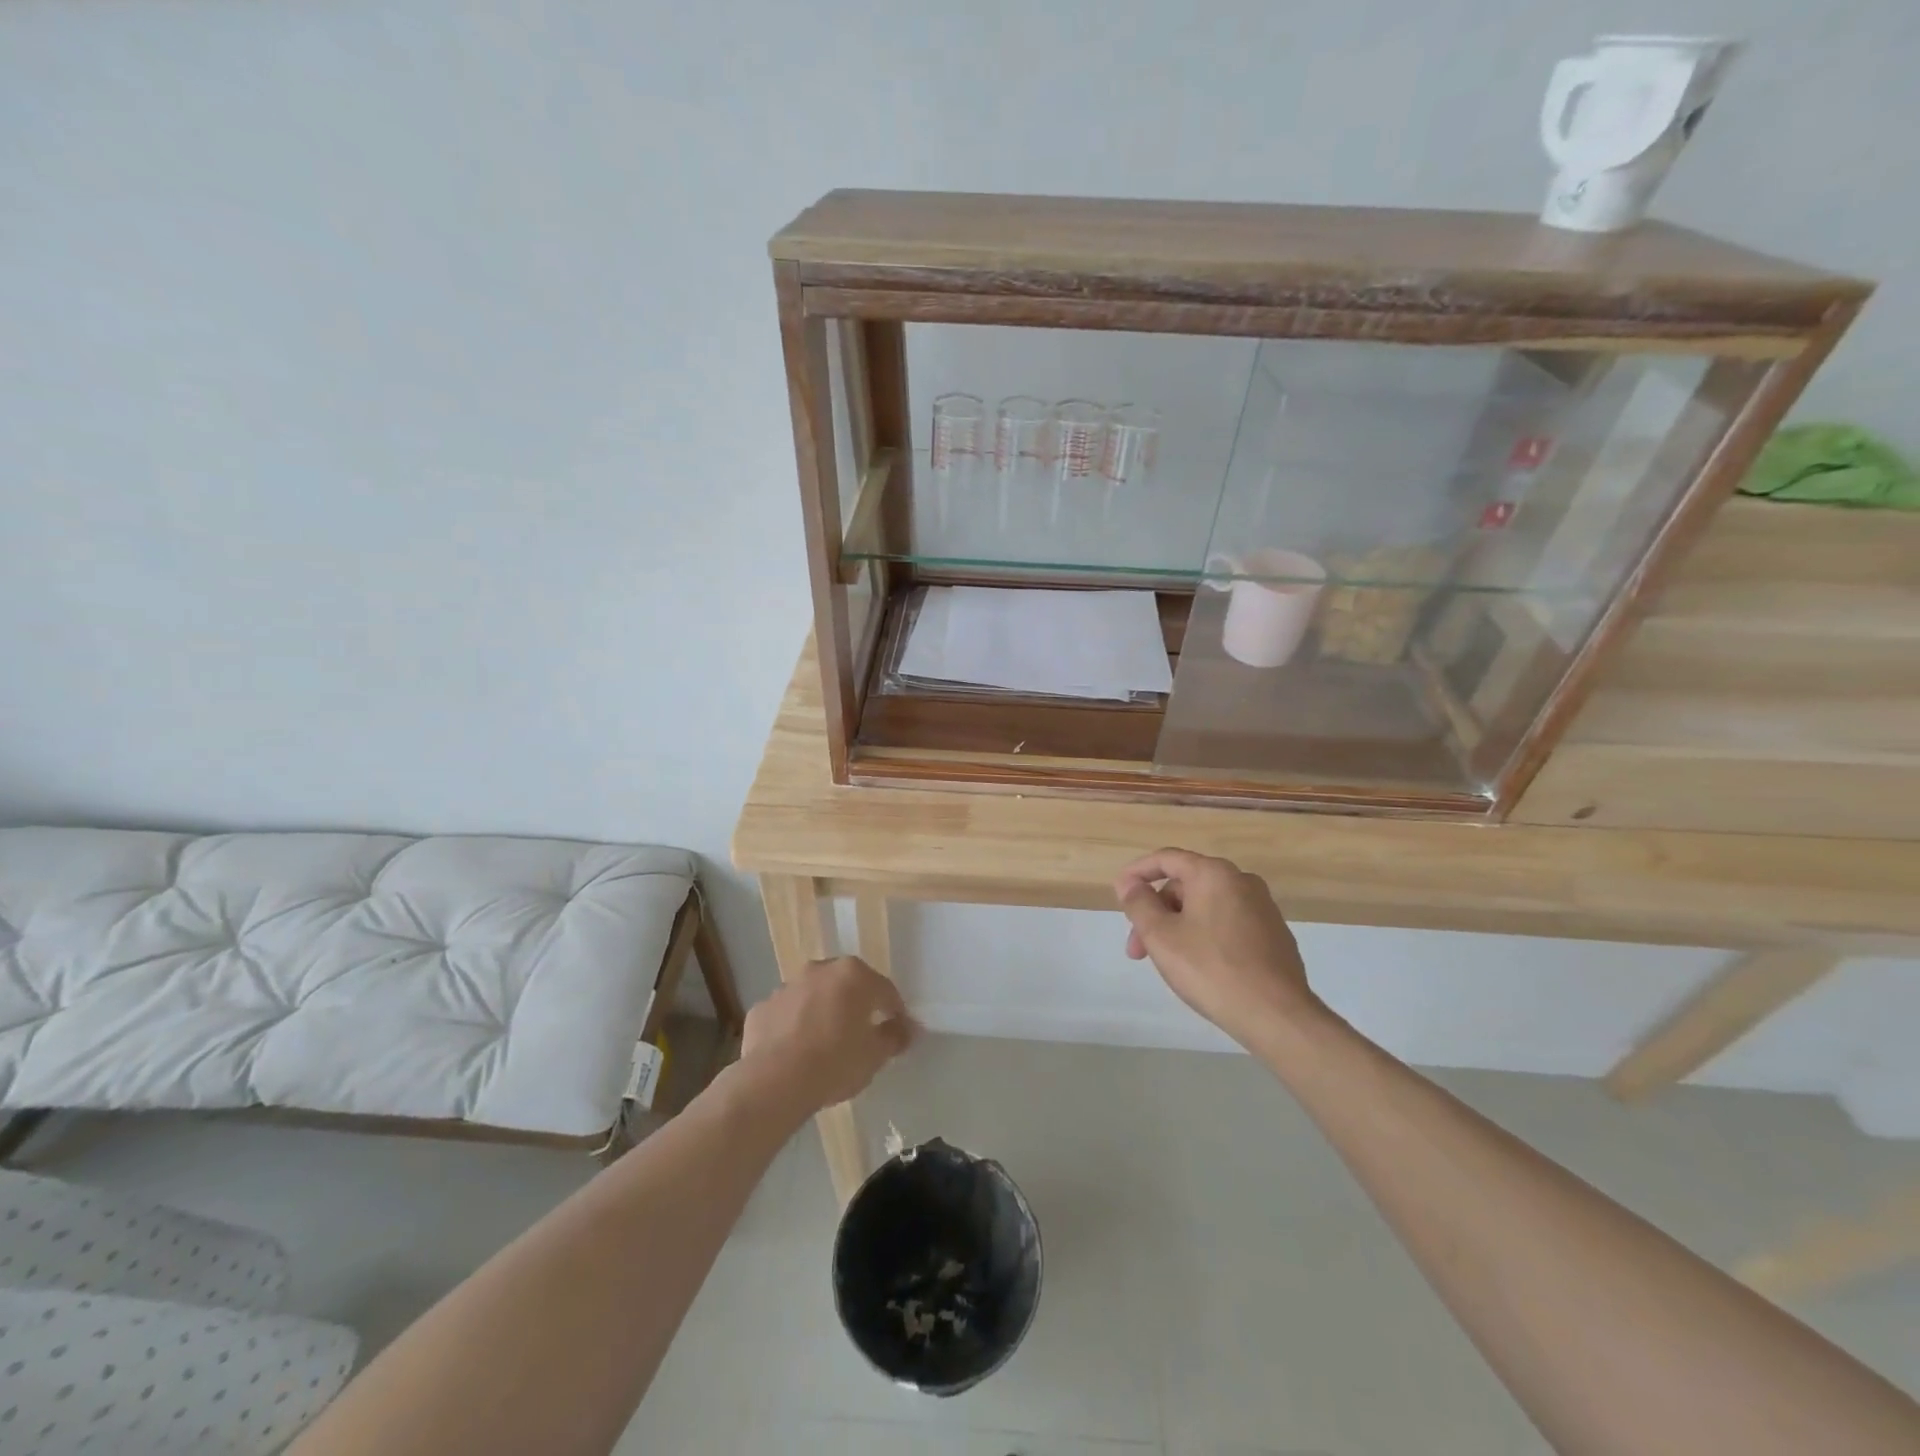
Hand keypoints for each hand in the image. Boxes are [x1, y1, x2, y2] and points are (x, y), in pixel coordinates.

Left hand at [738, 956, 914, 1112]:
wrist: (774, 1081)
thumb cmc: (835, 1062)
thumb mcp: (875, 1055)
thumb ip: (895, 1036)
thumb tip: (906, 1029)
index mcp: (854, 975)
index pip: (885, 991)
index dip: (894, 1012)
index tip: (896, 1033)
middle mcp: (820, 970)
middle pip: (846, 986)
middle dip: (855, 1006)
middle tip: (860, 1036)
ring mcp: (787, 987)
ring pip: (813, 996)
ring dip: (822, 1012)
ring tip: (824, 1046)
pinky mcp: (762, 1008)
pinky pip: (786, 1014)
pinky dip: (793, 1027)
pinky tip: (794, 1053)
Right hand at [1115, 847, 1321, 1047]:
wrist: (1277, 1015)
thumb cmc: (1210, 969)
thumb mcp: (1160, 936)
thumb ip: (1139, 903)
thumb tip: (1130, 884)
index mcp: (1214, 873)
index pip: (1166, 858)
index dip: (1137, 872)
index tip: (1119, 892)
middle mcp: (1242, 881)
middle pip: (1186, 885)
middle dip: (1156, 911)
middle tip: (1138, 947)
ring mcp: (1263, 908)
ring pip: (1206, 907)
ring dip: (1178, 926)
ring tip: (1166, 961)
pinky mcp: (1274, 935)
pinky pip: (1228, 924)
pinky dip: (1205, 935)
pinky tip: (1199, 967)